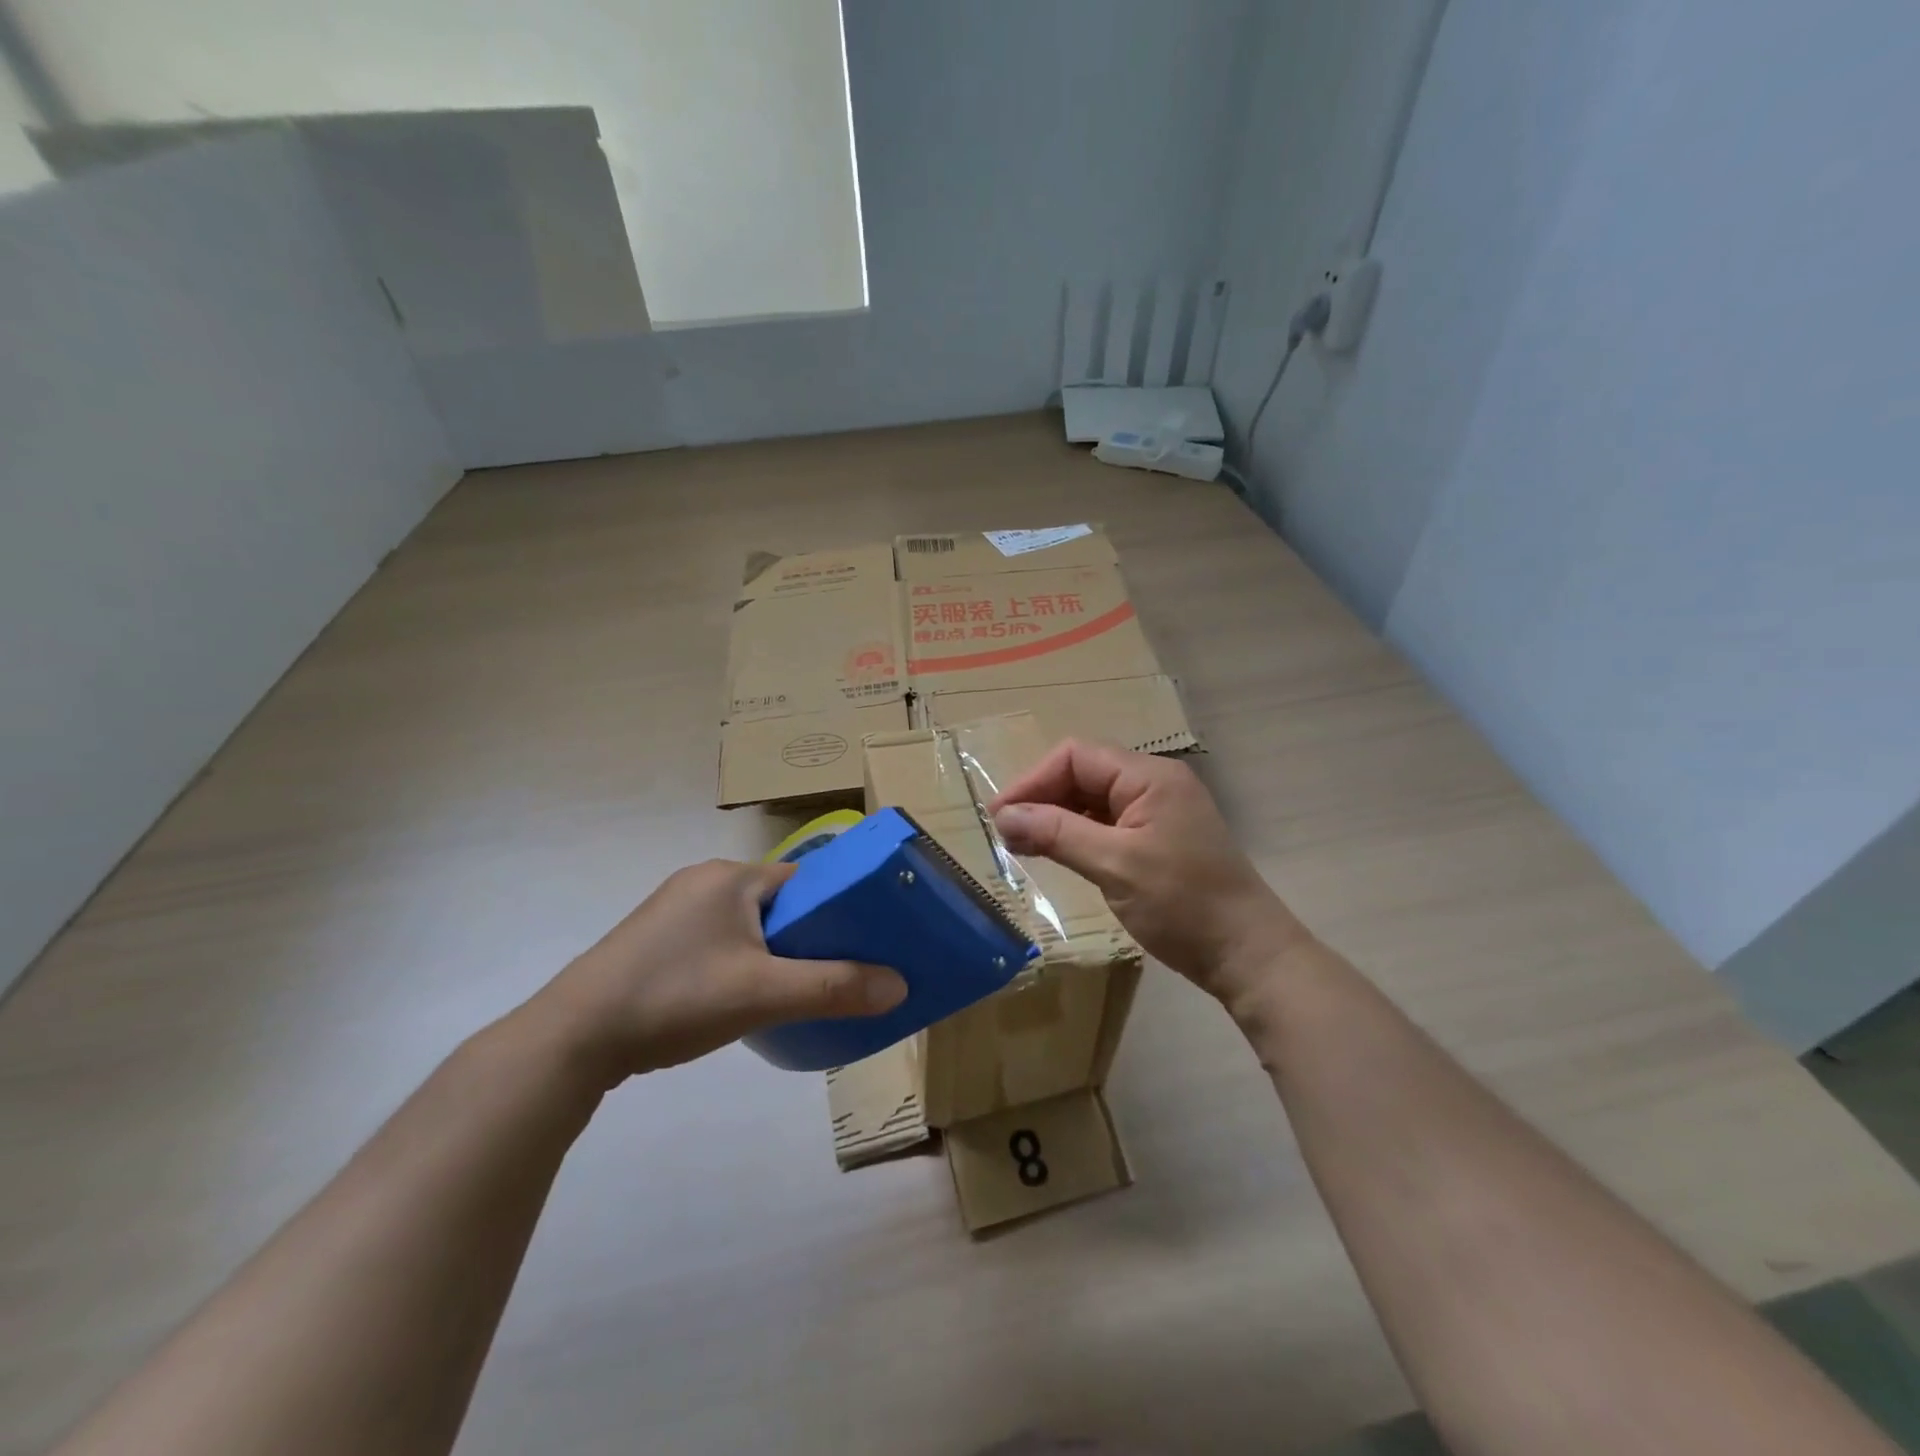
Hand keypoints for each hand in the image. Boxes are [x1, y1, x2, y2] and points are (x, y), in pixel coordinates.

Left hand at [532, 859, 906, 1082]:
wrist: (574, 1037)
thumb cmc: (676, 997)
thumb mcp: (763, 994)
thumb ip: (834, 988)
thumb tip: (900, 986)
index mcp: (732, 876)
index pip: (806, 879)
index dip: (840, 907)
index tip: (868, 939)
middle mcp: (704, 881)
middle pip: (779, 902)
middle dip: (809, 934)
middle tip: (840, 971)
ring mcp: (674, 909)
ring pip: (747, 924)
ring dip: (774, 951)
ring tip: (796, 990)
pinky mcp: (654, 939)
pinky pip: (718, 940)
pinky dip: (741, 960)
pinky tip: (742, 996)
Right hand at [990, 740, 1303, 1003]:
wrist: (1247, 955)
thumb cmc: (1184, 904)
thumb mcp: (1115, 866)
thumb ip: (1057, 834)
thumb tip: (1003, 816)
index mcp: (1149, 776)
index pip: (1076, 756)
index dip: (1033, 781)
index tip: (1000, 817)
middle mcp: (1153, 783)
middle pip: (1083, 774)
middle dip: (1042, 798)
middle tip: (1006, 835)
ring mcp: (1157, 811)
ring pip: (1092, 800)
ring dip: (1056, 817)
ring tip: (1023, 846)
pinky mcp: (1157, 838)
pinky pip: (1106, 823)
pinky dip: (1077, 834)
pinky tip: (1057, 854)